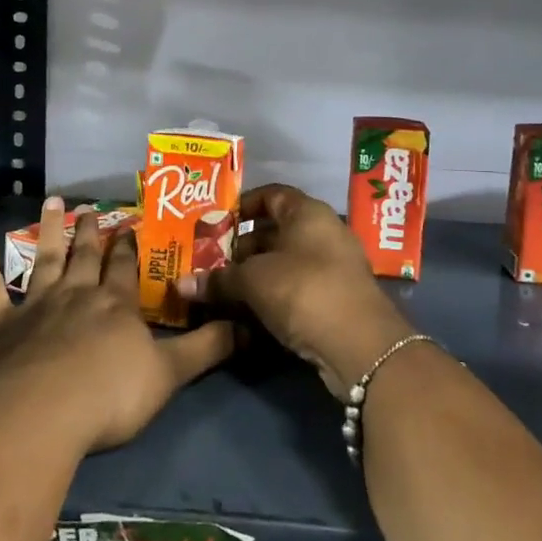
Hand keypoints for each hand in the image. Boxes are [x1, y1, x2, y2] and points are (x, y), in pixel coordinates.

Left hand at [0, 197, 235, 454]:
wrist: (39, 415)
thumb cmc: (109, 397)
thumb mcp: (169, 375)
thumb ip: (207, 349)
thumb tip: (250, 327)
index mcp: (116, 304)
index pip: (125, 267)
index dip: (129, 247)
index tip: (130, 225)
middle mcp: (76, 294)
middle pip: (85, 256)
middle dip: (91, 232)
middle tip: (91, 208)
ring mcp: (35, 305)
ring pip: (44, 258)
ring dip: (49, 230)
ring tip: (54, 203)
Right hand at [180, 183, 414, 400]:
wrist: (360, 346)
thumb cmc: (303, 290)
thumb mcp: (253, 281)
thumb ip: (218, 279)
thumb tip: (181, 284)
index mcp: (307, 212)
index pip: (271, 194)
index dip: (242, 205)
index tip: (215, 222)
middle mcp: (324, 233)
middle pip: (276, 231)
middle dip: (242, 246)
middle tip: (210, 261)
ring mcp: (334, 267)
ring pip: (285, 263)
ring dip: (255, 275)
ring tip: (221, 288)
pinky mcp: (336, 300)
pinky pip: (296, 288)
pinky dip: (272, 295)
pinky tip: (247, 312)